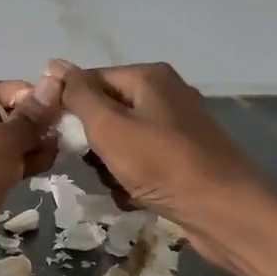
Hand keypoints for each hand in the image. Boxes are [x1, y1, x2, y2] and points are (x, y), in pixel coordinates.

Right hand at [52, 61, 266, 238]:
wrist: (223, 211)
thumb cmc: (161, 164)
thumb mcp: (109, 127)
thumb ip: (78, 96)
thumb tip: (53, 64)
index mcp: (149, 77)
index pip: (89, 81)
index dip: (69, 107)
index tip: (58, 137)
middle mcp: (165, 94)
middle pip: (106, 112)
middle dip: (93, 143)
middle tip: (96, 166)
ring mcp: (177, 127)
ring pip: (121, 141)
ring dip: (110, 166)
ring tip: (118, 185)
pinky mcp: (184, 157)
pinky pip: (142, 161)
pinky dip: (133, 179)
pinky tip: (135, 197)